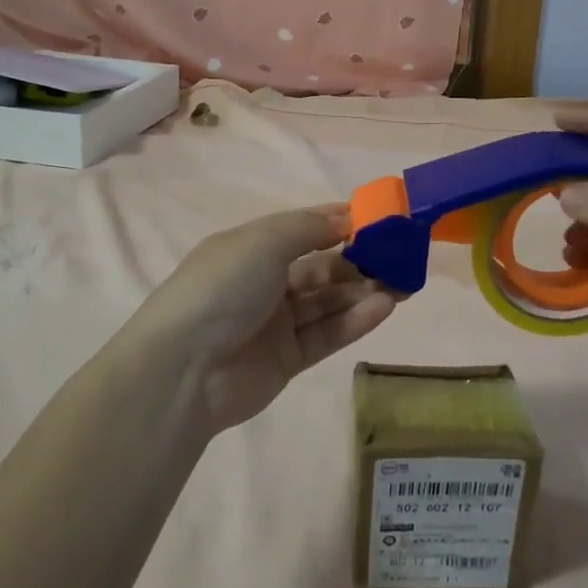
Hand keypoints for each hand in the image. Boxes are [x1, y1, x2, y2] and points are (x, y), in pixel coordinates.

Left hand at [132, 207, 399, 433]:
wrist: (184, 369)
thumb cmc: (223, 288)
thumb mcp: (264, 241)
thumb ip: (309, 228)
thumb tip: (345, 217)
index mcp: (250, 248)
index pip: (303, 229)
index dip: (339, 222)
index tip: (380, 219)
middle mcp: (263, 282)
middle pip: (321, 268)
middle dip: (360, 261)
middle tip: (402, 257)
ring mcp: (275, 323)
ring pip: (328, 302)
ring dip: (364, 291)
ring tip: (403, 284)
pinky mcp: (287, 359)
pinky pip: (326, 334)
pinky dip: (355, 320)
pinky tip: (385, 307)